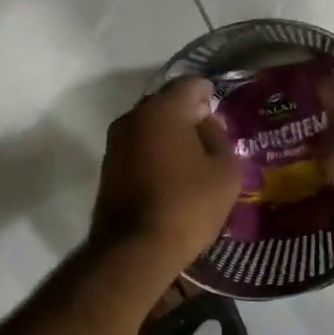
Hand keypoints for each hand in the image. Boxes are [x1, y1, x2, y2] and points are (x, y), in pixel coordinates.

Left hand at [89, 78, 240, 270]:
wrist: (134, 250)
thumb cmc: (187, 205)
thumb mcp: (225, 172)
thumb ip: (220, 138)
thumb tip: (206, 124)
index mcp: (163, 109)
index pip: (191, 84)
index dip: (210, 95)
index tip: (222, 116)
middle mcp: (133, 117)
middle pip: (167, 103)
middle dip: (189, 115)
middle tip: (211, 139)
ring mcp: (115, 142)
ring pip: (150, 126)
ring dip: (170, 136)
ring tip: (192, 161)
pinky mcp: (108, 167)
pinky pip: (138, 148)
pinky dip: (154, 154)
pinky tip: (171, 176)